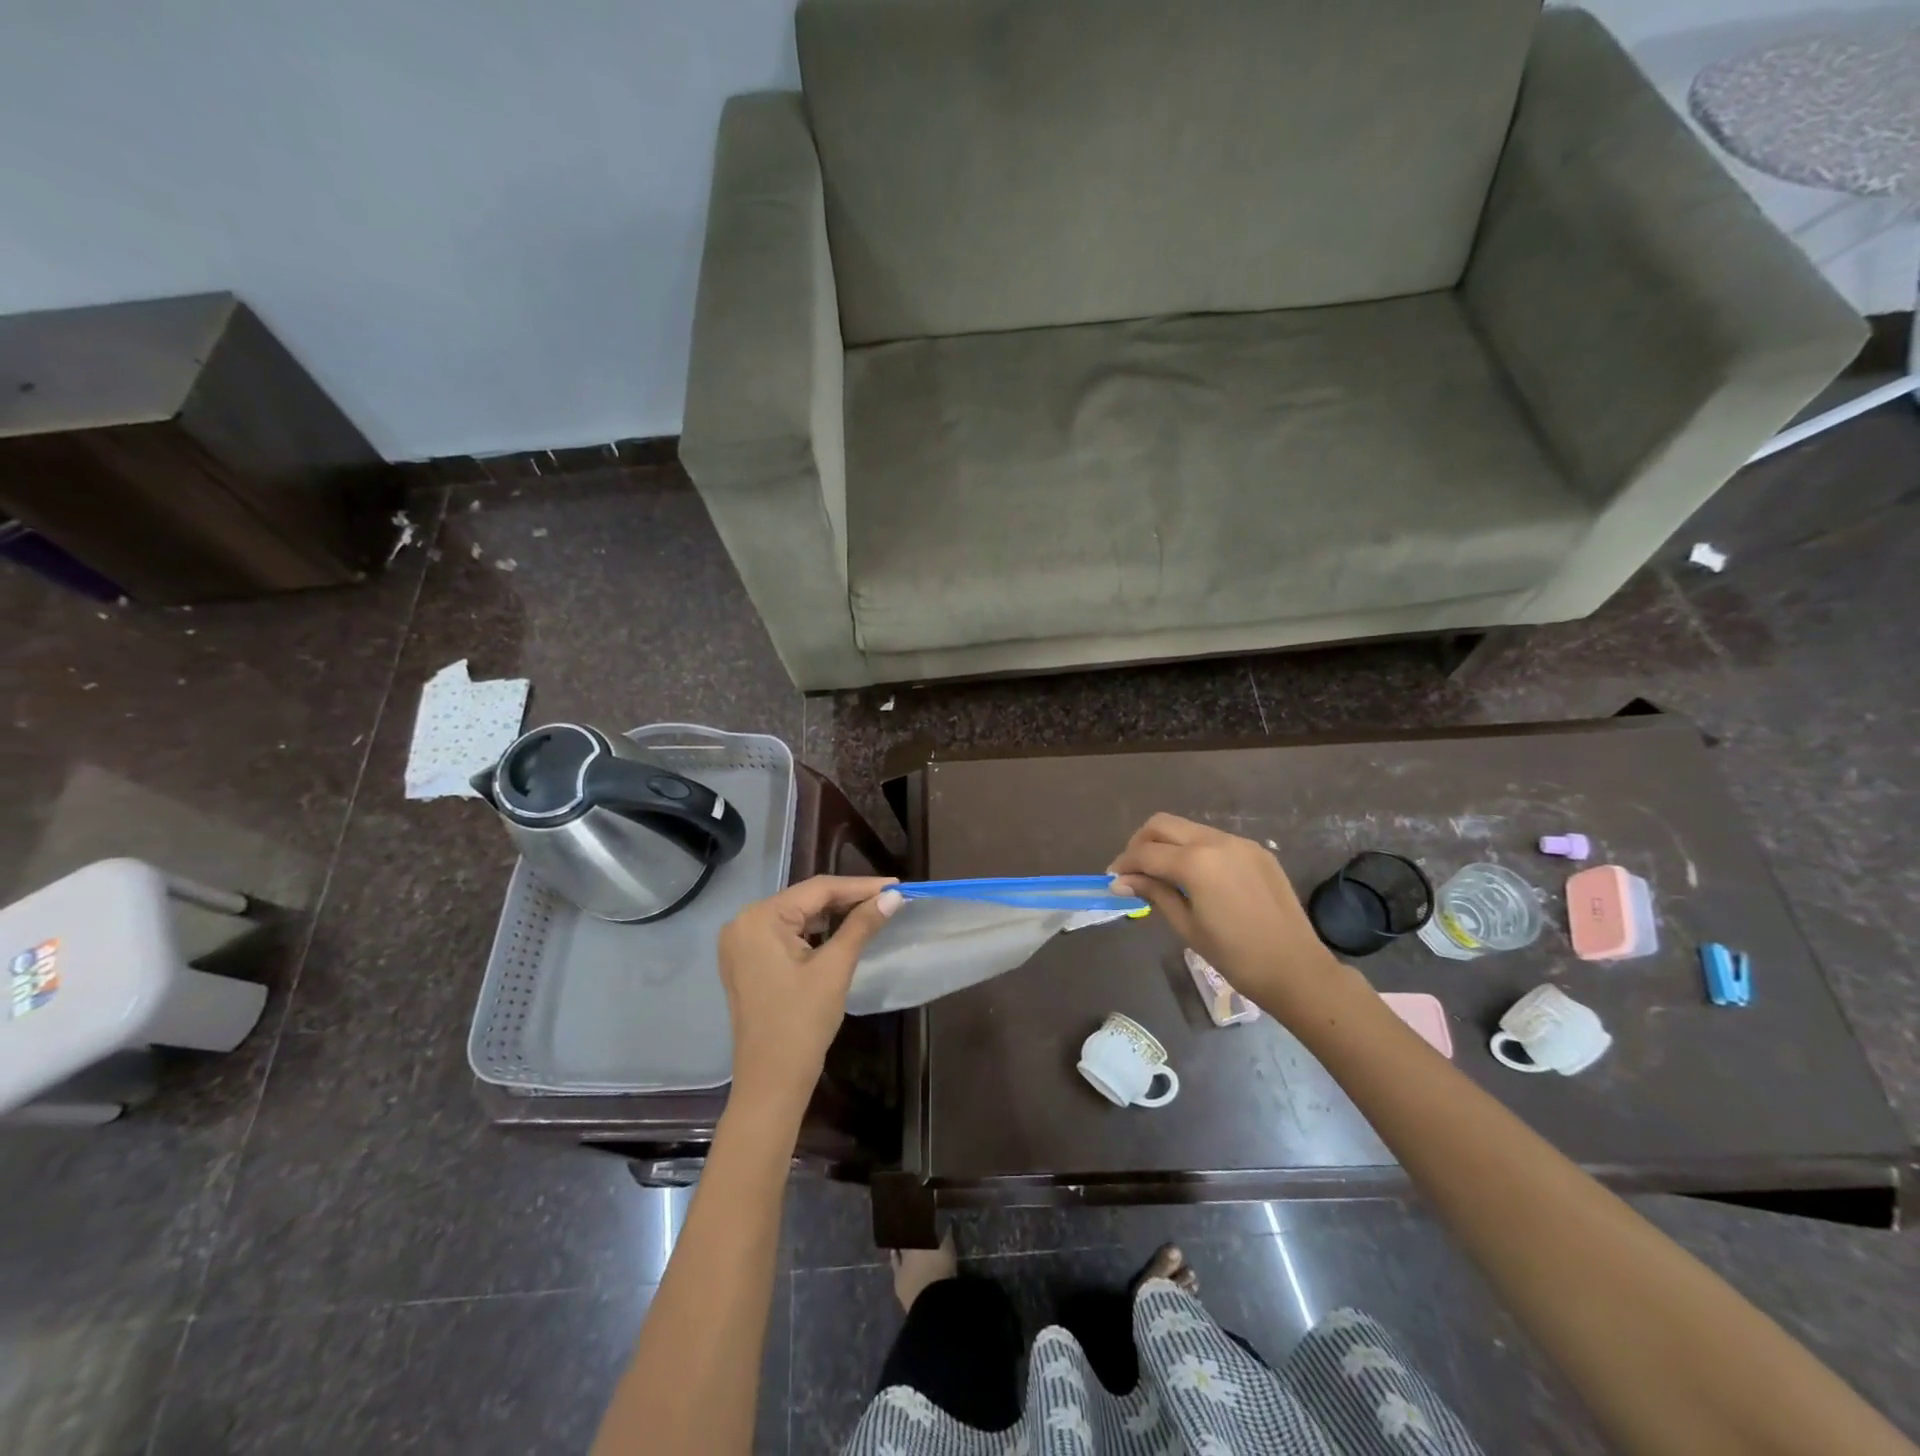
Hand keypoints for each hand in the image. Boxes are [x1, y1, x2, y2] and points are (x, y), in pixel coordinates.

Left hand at [717, 875, 901, 1115]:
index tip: (897, 886)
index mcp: (759, 919)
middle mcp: (743, 923)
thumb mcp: (834, 969)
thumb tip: (893, 897)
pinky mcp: (747, 961)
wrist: (771, 1083)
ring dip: (833, 914)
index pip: (818, 889)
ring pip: (797, 916)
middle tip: (889, 898)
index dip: (860, 886)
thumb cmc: (802, 1023)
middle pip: (806, 900)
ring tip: (873, 911)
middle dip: (848, 899)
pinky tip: (843, 930)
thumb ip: (861, 926)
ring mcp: (741, 943)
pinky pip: (786, 934)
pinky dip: (815, 931)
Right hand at [1109, 813, 1343, 1017]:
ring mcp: (1240, 843)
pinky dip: (1195, 850)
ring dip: (1168, 844)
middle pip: (1163, 824)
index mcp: (1196, 862)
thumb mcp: (1186, 926)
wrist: (1296, 969)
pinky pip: (1215, 840)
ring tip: (1161, 874)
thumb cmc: (1235, 956)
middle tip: (1133, 871)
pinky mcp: (1257, 851)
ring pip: (1189, 828)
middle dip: (1141, 843)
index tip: (1113, 880)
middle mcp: (1217, 841)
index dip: (1124, 864)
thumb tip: (1121, 882)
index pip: (1145, 852)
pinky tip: (1196, 878)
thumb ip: (1154, 893)